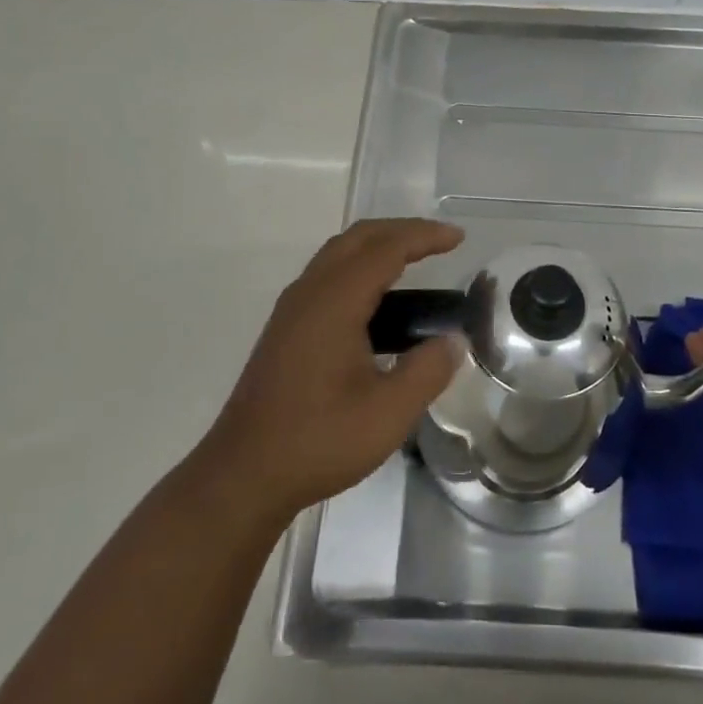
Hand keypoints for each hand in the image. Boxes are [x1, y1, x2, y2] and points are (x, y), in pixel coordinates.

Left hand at [202, 218, 464, 523]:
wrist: (243, 474)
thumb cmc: (318, 441)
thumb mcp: (388, 414)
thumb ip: (427, 371)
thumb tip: (453, 341)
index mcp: (334, 301)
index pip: (386, 248)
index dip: (424, 236)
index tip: (459, 238)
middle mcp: (310, 292)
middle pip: (359, 237)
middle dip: (402, 230)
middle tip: (441, 241)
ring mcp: (293, 308)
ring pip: (339, 253)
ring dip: (379, 245)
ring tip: (415, 260)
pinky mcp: (286, 327)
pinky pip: (328, 274)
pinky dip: (360, 266)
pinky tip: (378, 300)